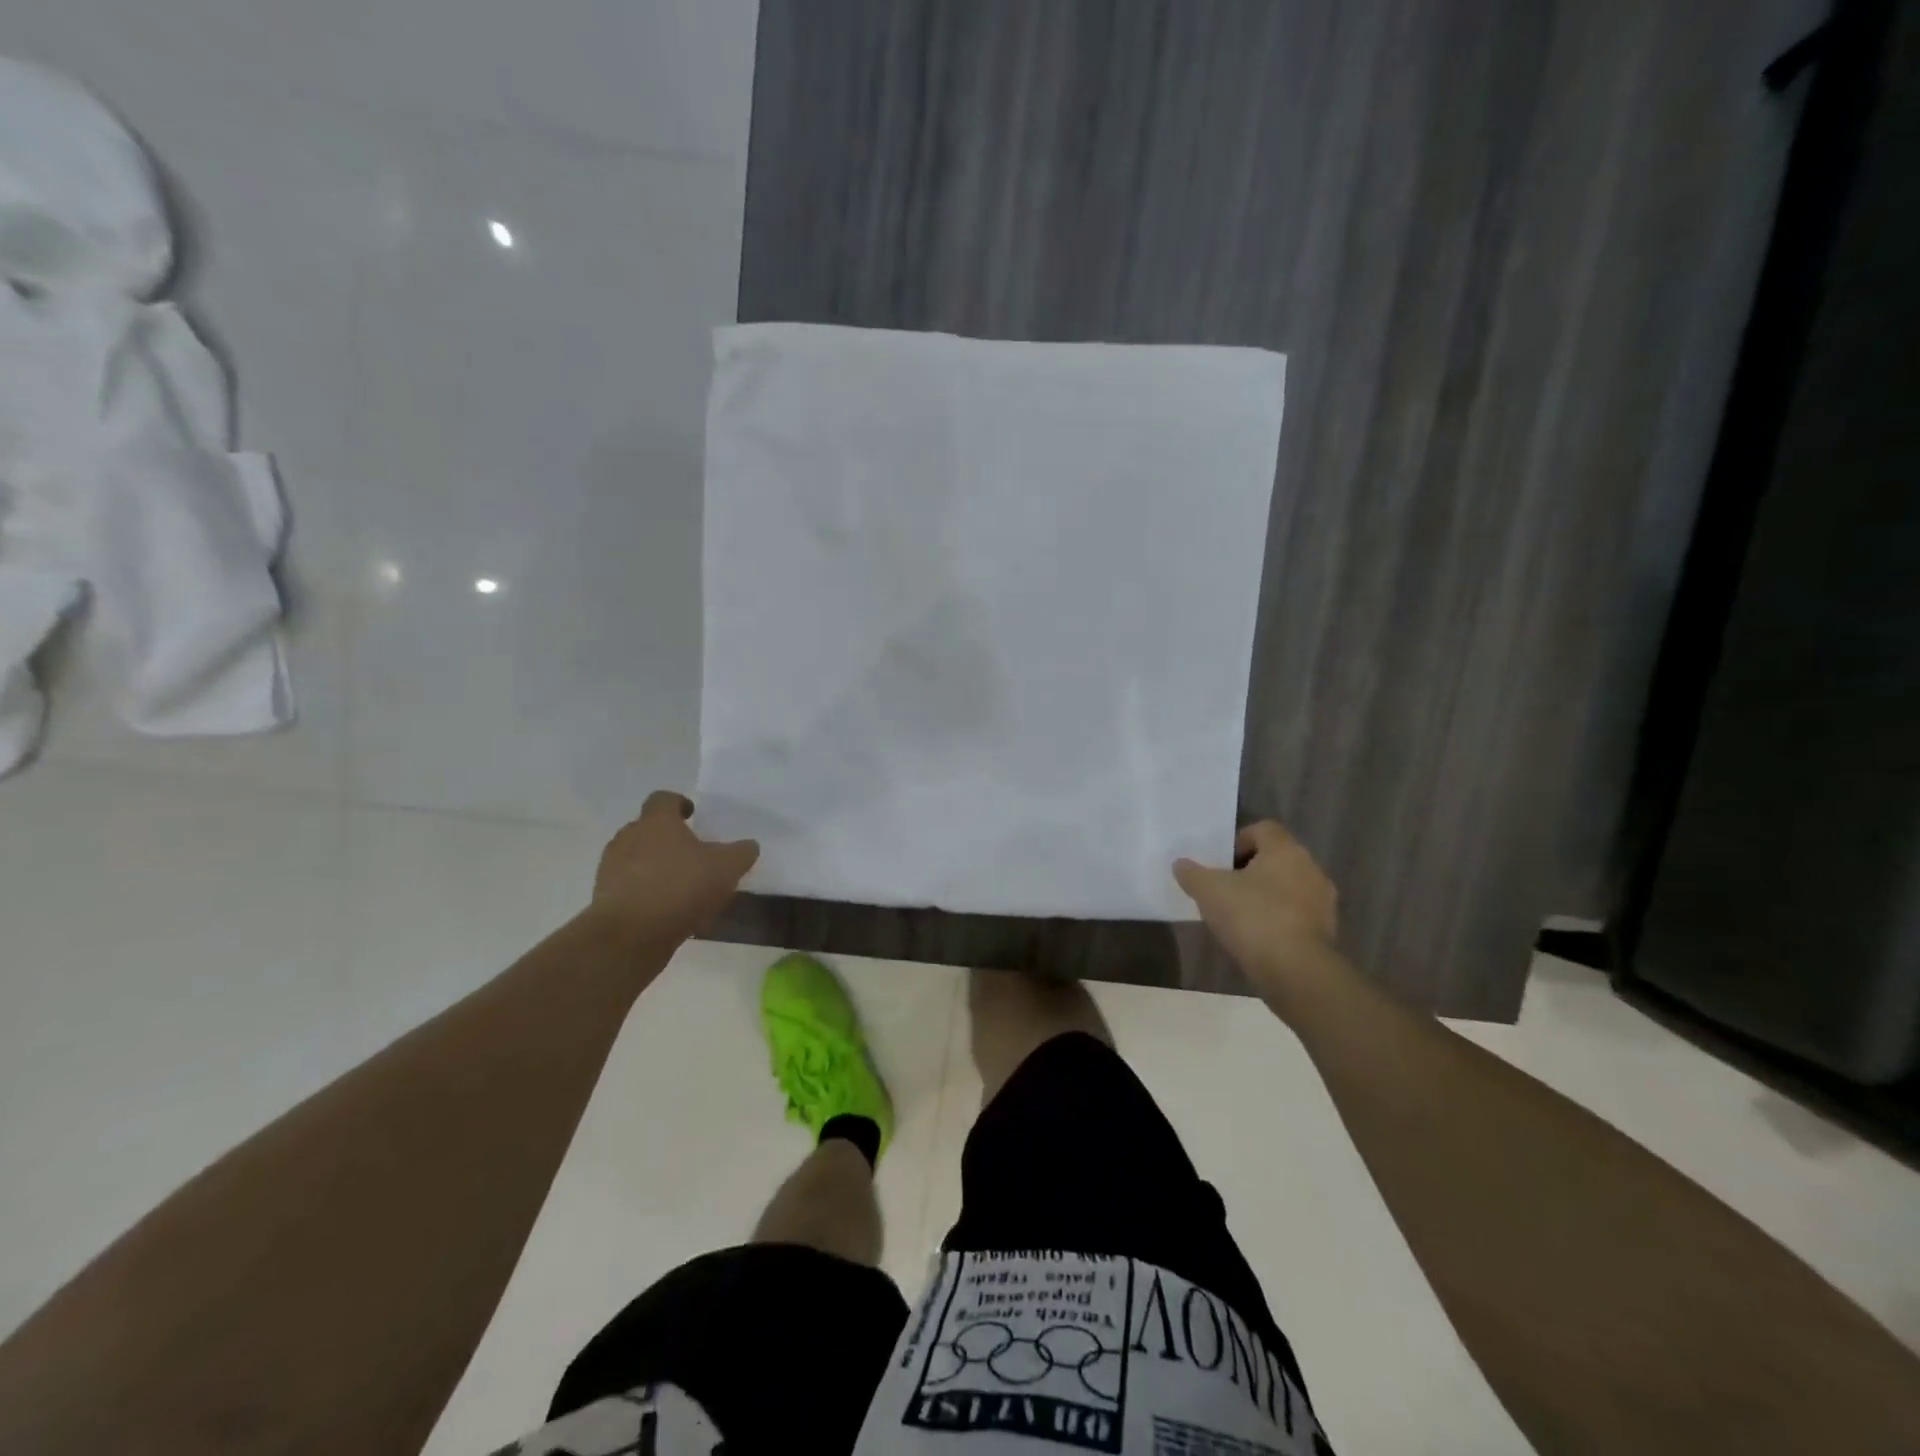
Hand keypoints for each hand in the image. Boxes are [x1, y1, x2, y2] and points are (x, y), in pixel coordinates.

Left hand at [589, 791, 759, 942]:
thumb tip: (749, 845)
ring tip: (682, 887)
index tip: (693, 815)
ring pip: (637, 859)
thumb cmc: (680, 887)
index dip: (679, 804)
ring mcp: (611, 868)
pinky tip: (668, 912)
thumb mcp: (726, 868)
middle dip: (669, 839)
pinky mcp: (604, 898)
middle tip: (692, 854)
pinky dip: (647, 893)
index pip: (663, 798)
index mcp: (656, 822)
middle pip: (648, 829)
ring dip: (656, 867)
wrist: (630, 935)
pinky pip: (630, 887)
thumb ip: (741, 852)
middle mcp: (628, 838)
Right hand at [1174, 822, 1339, 1003]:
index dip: (1238, 841)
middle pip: (1275, 859)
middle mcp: (1310, 868)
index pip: (1263, 829)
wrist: (1295, 971)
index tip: (1220, 864)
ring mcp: (1323, 901)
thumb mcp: (1209, 891)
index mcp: (1286, 850)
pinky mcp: (1326, 931)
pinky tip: (1257, 937)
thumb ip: (1192, 873)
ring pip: (1287, 887)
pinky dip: (1277, 920)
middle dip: (1249, 871)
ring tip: (1238, 916)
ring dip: (1265, 896)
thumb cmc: (1252, 917)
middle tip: (1224, 889)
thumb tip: (1181, 864)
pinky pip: (1296, 915)